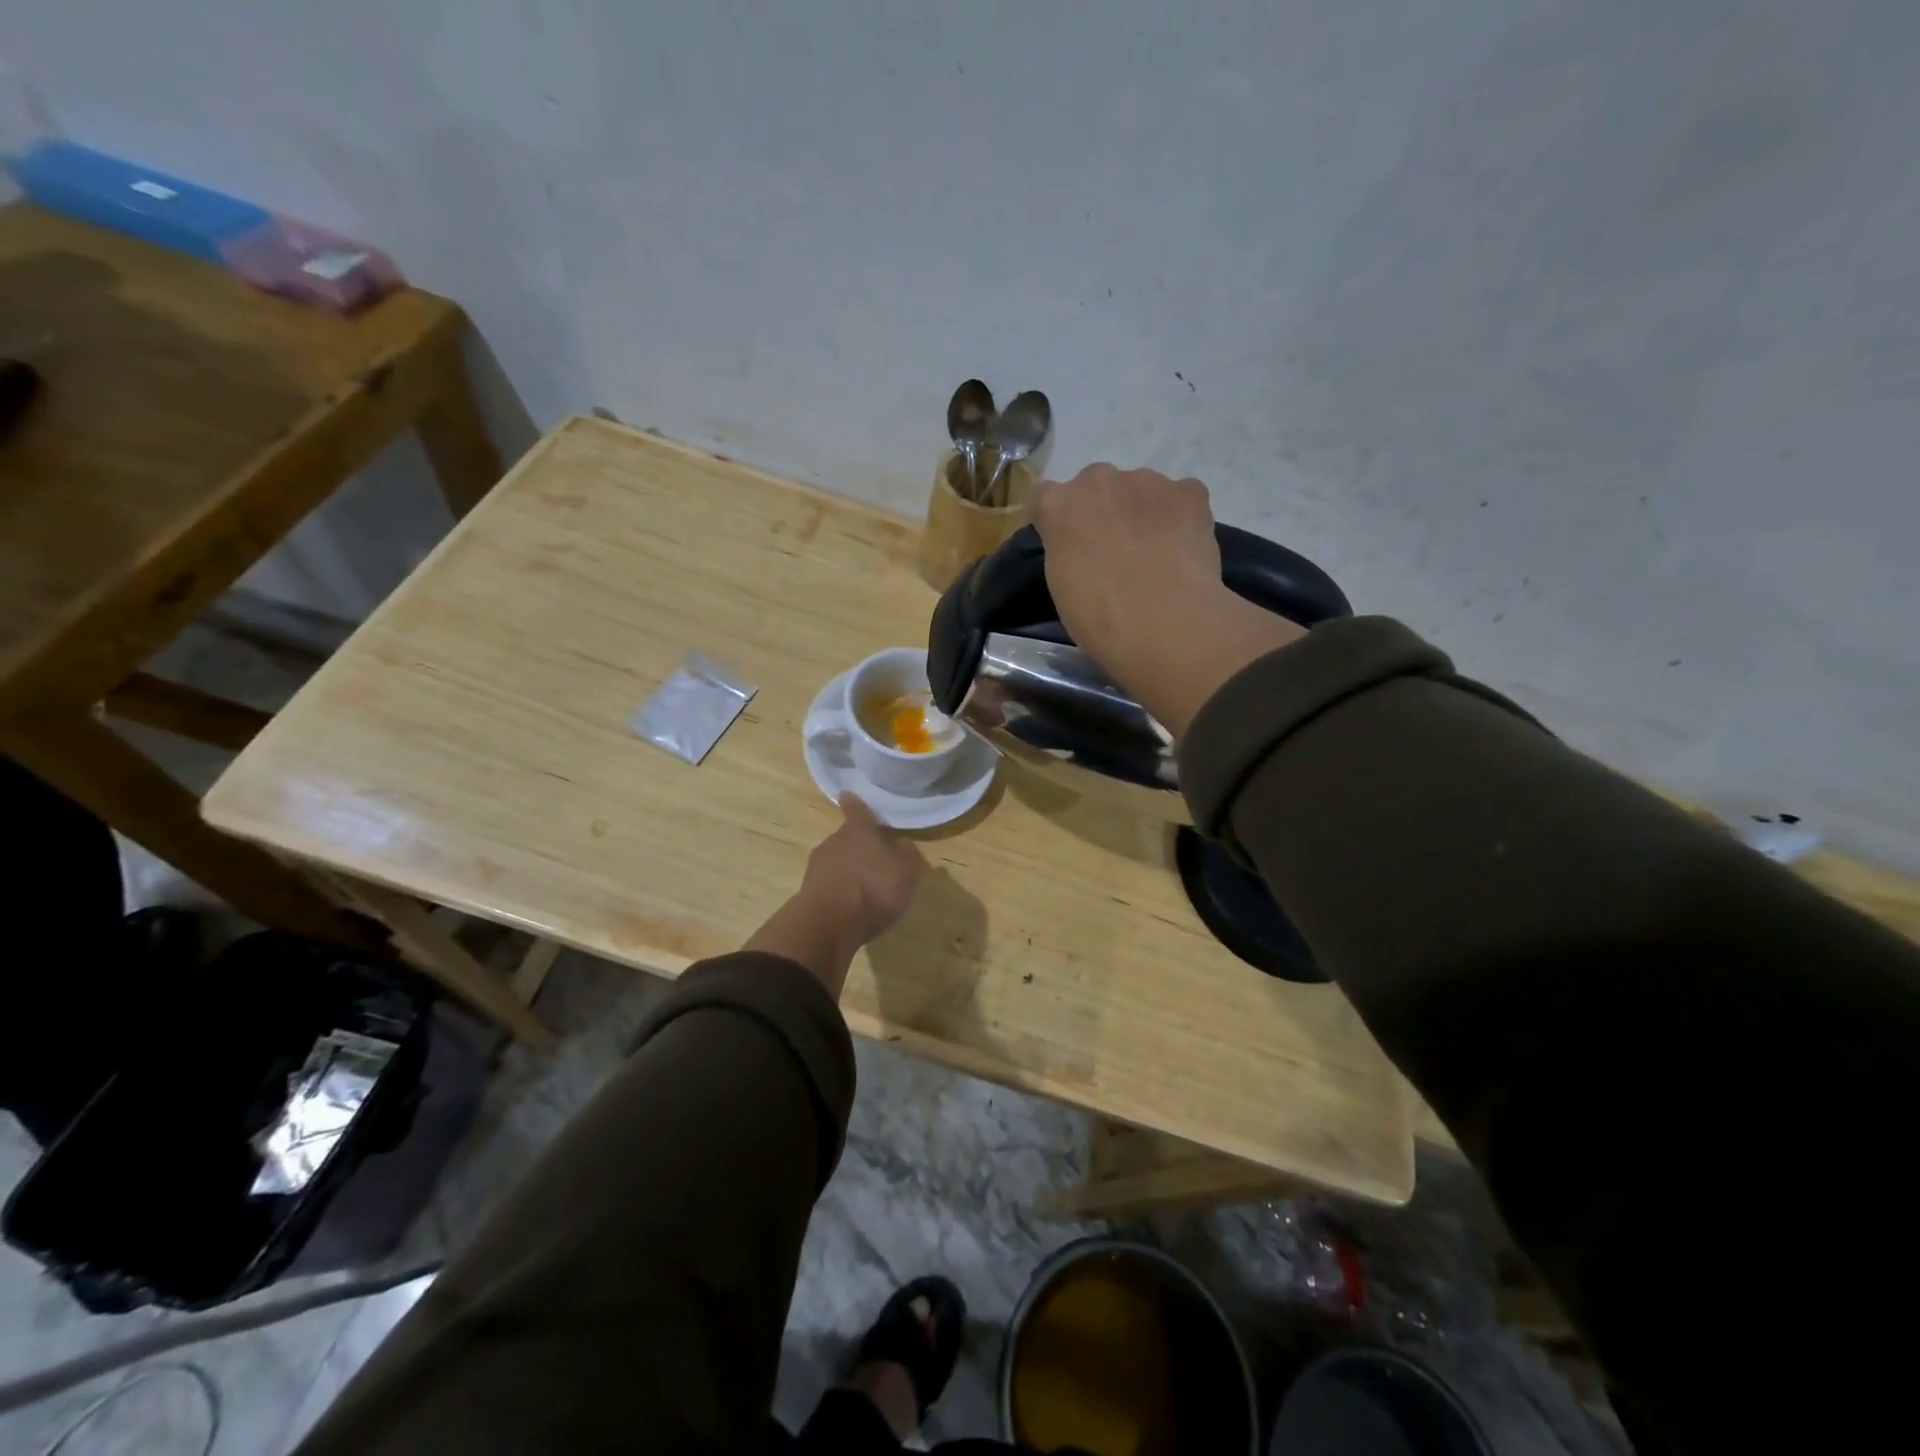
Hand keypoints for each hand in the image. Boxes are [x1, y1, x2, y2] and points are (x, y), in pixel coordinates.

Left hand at [745, 793, 926, 994]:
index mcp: (859, 831)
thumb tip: (901, 843)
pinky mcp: (808, 893)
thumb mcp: (907, 870)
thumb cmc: (873, 888)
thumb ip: (907, 853)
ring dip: (848, 870)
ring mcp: (817, 867)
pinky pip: (829, 886)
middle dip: (858, 846)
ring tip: (864, 888)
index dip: (855, 804)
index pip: (857, 810)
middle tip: (874, 858)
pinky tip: (850, 907)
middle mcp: (834, 842)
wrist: (828, 924)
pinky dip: (839, 892)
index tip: (848, 794)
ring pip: (836, 862)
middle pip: (847, 838)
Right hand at [1033, 464, 1222, 661]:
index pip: (1046, 497)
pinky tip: (1184, 550)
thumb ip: (1066, 550)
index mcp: (1058, 505)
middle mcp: (1098, 479)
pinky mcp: (1189, 491)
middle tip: (1116, 552)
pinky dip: (1181, 517)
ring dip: (1142, 512)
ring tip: (1156, 555)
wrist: (1163, 624)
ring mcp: (1146, 480)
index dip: (1059, 521)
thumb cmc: (1098, 617)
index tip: (1069, 545)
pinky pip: (1181, 498)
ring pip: (1141, 490)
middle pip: (1096, 487)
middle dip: (1103, 511)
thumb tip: (1084, 548)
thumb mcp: (1061, 585)